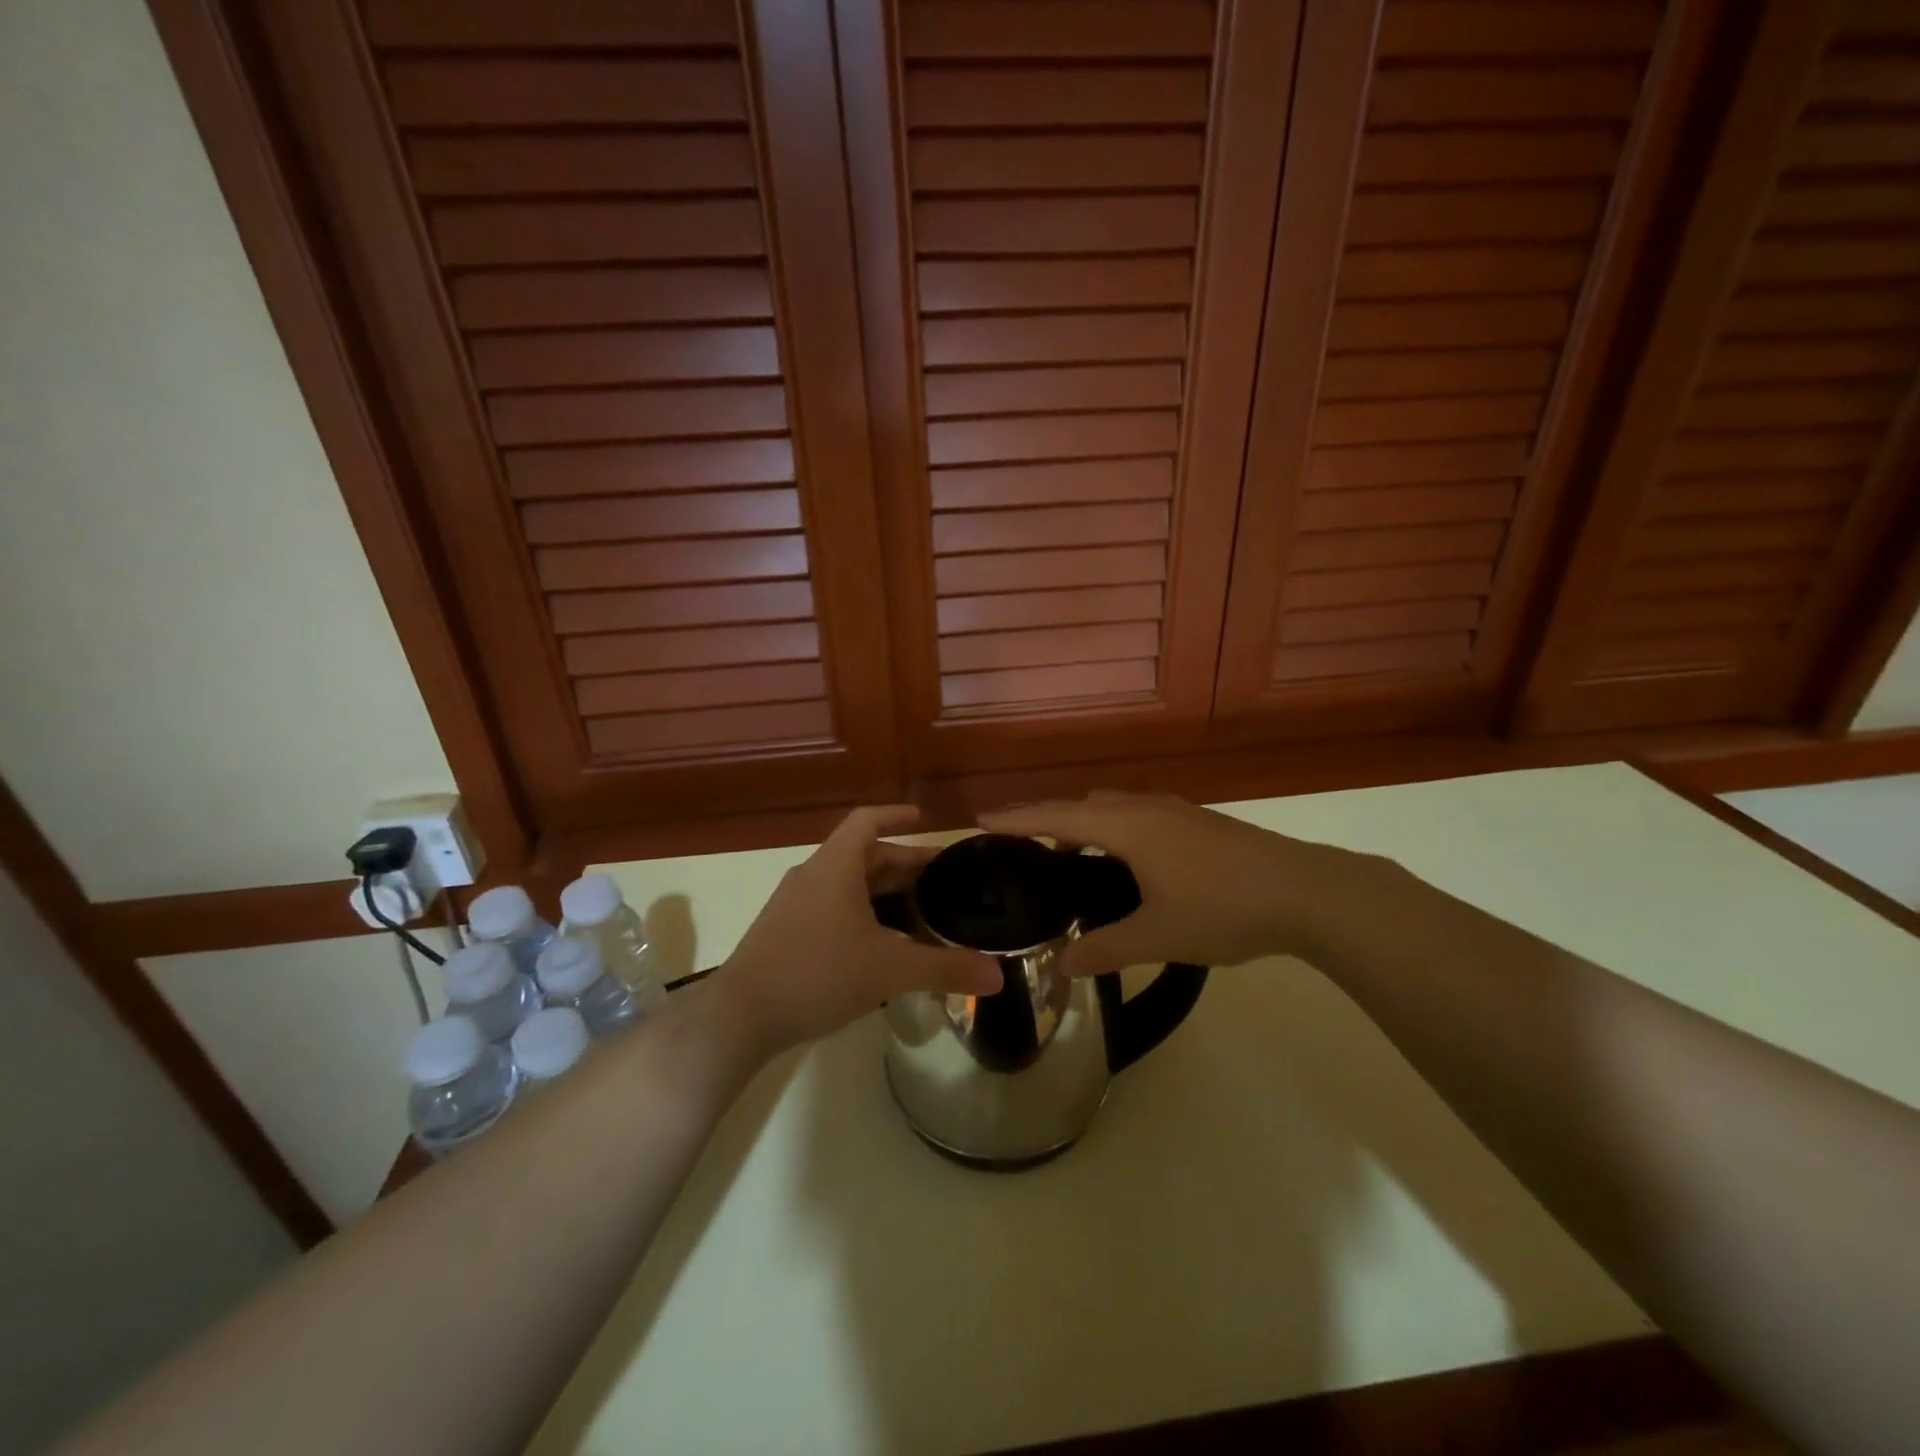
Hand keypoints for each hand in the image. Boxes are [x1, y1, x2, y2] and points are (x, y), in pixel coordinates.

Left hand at [710, 806, 1001, 1056]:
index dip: (896, 815)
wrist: (740, 1017)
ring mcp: (794, 905)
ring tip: (919, 913)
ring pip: (847, 885)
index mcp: (835, 867)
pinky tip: (881, 946)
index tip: (924, 818)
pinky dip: (862, 913)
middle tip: (941, 880)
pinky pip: (832, 908)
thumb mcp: (888, 971)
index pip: (867, 821)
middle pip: (863, 855)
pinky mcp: (785, 933)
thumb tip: (997, 975)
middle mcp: (813, 876)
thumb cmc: (817, 975)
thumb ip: (944, 969)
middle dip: (903, 864)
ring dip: (882, 892)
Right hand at [981, 790, 1369, 977]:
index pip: (1057, 816)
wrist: (1308, 892)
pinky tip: (1126, 862)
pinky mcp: (1198, 821)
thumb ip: (1105, 949)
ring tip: (1070, 857)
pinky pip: (1138, 813)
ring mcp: (1177, 811)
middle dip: (1047, 818)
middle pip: (1083, 804)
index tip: (980, 818)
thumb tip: (1059, 964)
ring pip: (1114, 806)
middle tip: (1021, 845)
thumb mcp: (1159, 936)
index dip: (1016, 818)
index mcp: (1129, 827)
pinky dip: (1113, 827)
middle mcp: (1147, 807)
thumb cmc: (1225, 909)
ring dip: (1084, 822)